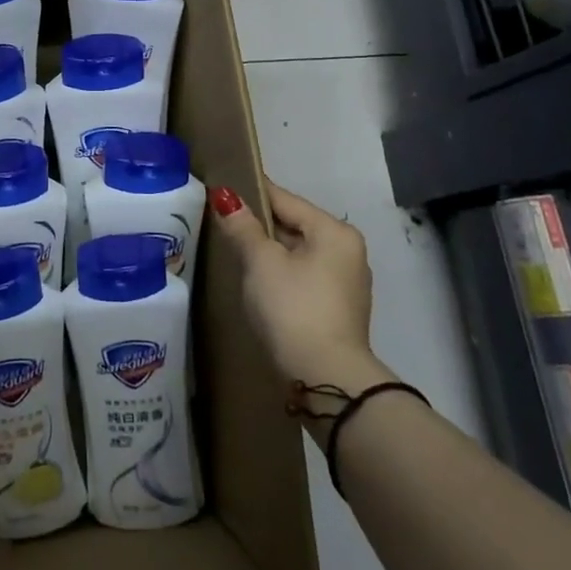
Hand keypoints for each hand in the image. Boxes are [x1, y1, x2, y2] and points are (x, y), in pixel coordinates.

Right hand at [209, 180, 390, 400]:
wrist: (325, 381)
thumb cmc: (293, 308)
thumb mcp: (260, 262)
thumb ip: (242, 227)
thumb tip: (225, 196)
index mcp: (334, 231)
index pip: (285, 199)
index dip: (252, 193)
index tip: (222, 188)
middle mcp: (348, 252)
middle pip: (294, 226)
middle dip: (260, 226)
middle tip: (222, 224)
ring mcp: (346, 284)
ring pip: (299, 254)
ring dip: (270, 252)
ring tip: (235, 253)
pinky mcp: (339, 311)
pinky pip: (304, 278)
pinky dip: (282, 275)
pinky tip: (259, 284)